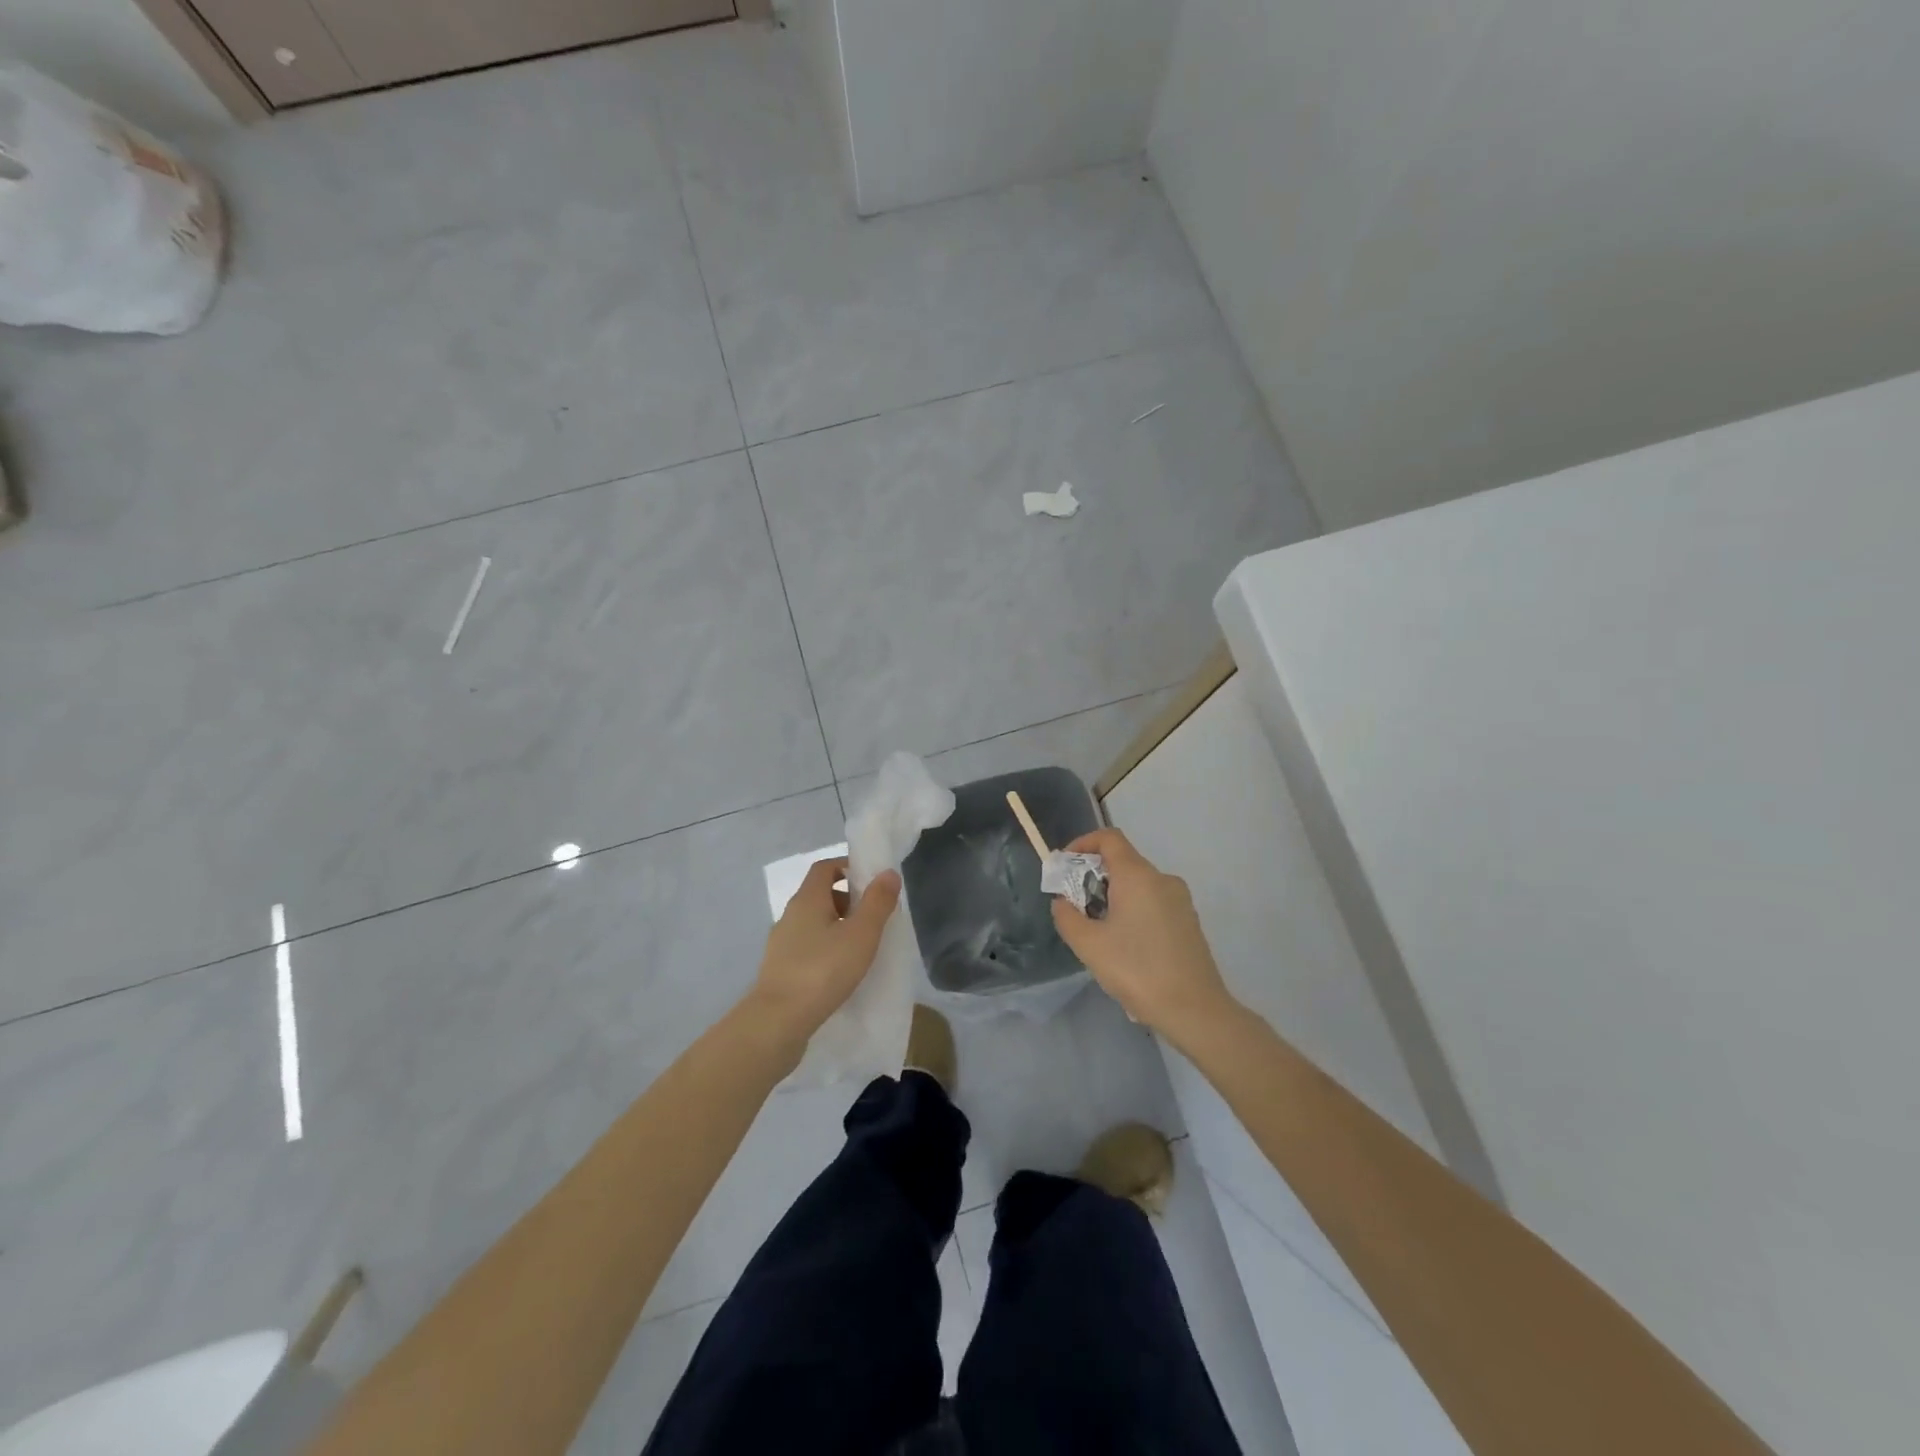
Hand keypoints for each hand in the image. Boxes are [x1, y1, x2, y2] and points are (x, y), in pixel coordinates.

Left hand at [751, 858, 900, 1044]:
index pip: (825, 867)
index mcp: (807, 899)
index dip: (848, 867)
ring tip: (862, 948)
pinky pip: (808, 948)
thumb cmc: (823, 970)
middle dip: (848, 900)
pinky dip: (826, 950)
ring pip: (814, 924)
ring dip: (838, 927)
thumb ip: (877, 902)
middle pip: (820, 895)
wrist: (777, 1022)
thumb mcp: (861, 934)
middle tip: (874, 918)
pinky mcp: (780, 969)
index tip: (872, 882)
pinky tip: (841, 972)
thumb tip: (888, 873)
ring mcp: (781, 943)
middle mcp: (790, 915)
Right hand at [1050, 828, 1236, 1043]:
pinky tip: (1126, 949)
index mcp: (1138, 876)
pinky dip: (1133, 911)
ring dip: (1113, 898)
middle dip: (1094, 877)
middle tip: (1075, 907)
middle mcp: (1162, 879)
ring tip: (1098, 933)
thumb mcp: (1089, 946)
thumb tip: (1063, 902)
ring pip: (1138, 886)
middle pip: (1123, 862)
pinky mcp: (1189, 921)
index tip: (1065, 866)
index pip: (1109, 838)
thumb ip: (1067, 917)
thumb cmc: (1137, 971)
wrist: (1195, 1010)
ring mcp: (1180, 900)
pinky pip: (1153, 904)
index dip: (1083, 844)